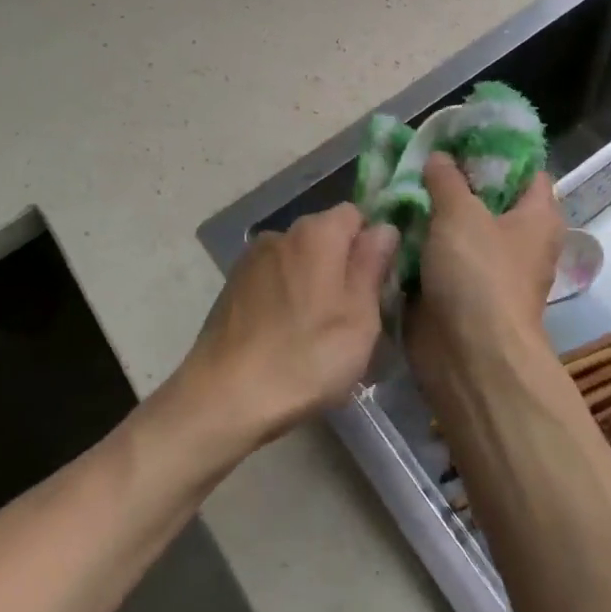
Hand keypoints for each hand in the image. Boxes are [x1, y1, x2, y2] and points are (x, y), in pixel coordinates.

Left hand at [175, 203, 398, 452]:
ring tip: (317, 333)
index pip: (356, 216)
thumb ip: (372, 265)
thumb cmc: (306, 357)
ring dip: (312, 284)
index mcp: (316, 233)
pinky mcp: (232, 286)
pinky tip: (285, 337)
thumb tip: (384, 228)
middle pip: (325, 237)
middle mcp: (281, 234)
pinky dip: (285, 298)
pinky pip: (273, 281)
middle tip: (353, 317)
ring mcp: (251, 259)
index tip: (378, 285)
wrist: (226, 395)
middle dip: (342, 267)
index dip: (371, 246)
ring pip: (298, 261)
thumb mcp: (359, 317)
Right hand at [408, 154, 563, 358]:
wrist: (469, 356)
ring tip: (394, 183)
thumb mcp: (461, 213)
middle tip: (416, 157)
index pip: (525, 169)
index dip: (496, 148)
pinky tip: (389, 220)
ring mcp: (485, 267)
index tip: (458, 134)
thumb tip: (439, 158)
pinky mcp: (457, 290)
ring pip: (455, 227)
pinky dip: (417, 242)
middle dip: (451, 178)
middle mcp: (516, 240)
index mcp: (536, 216)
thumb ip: (447, 179)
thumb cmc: (479, 275)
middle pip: (485, 197)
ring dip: (428, 211)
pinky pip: (436, 256)